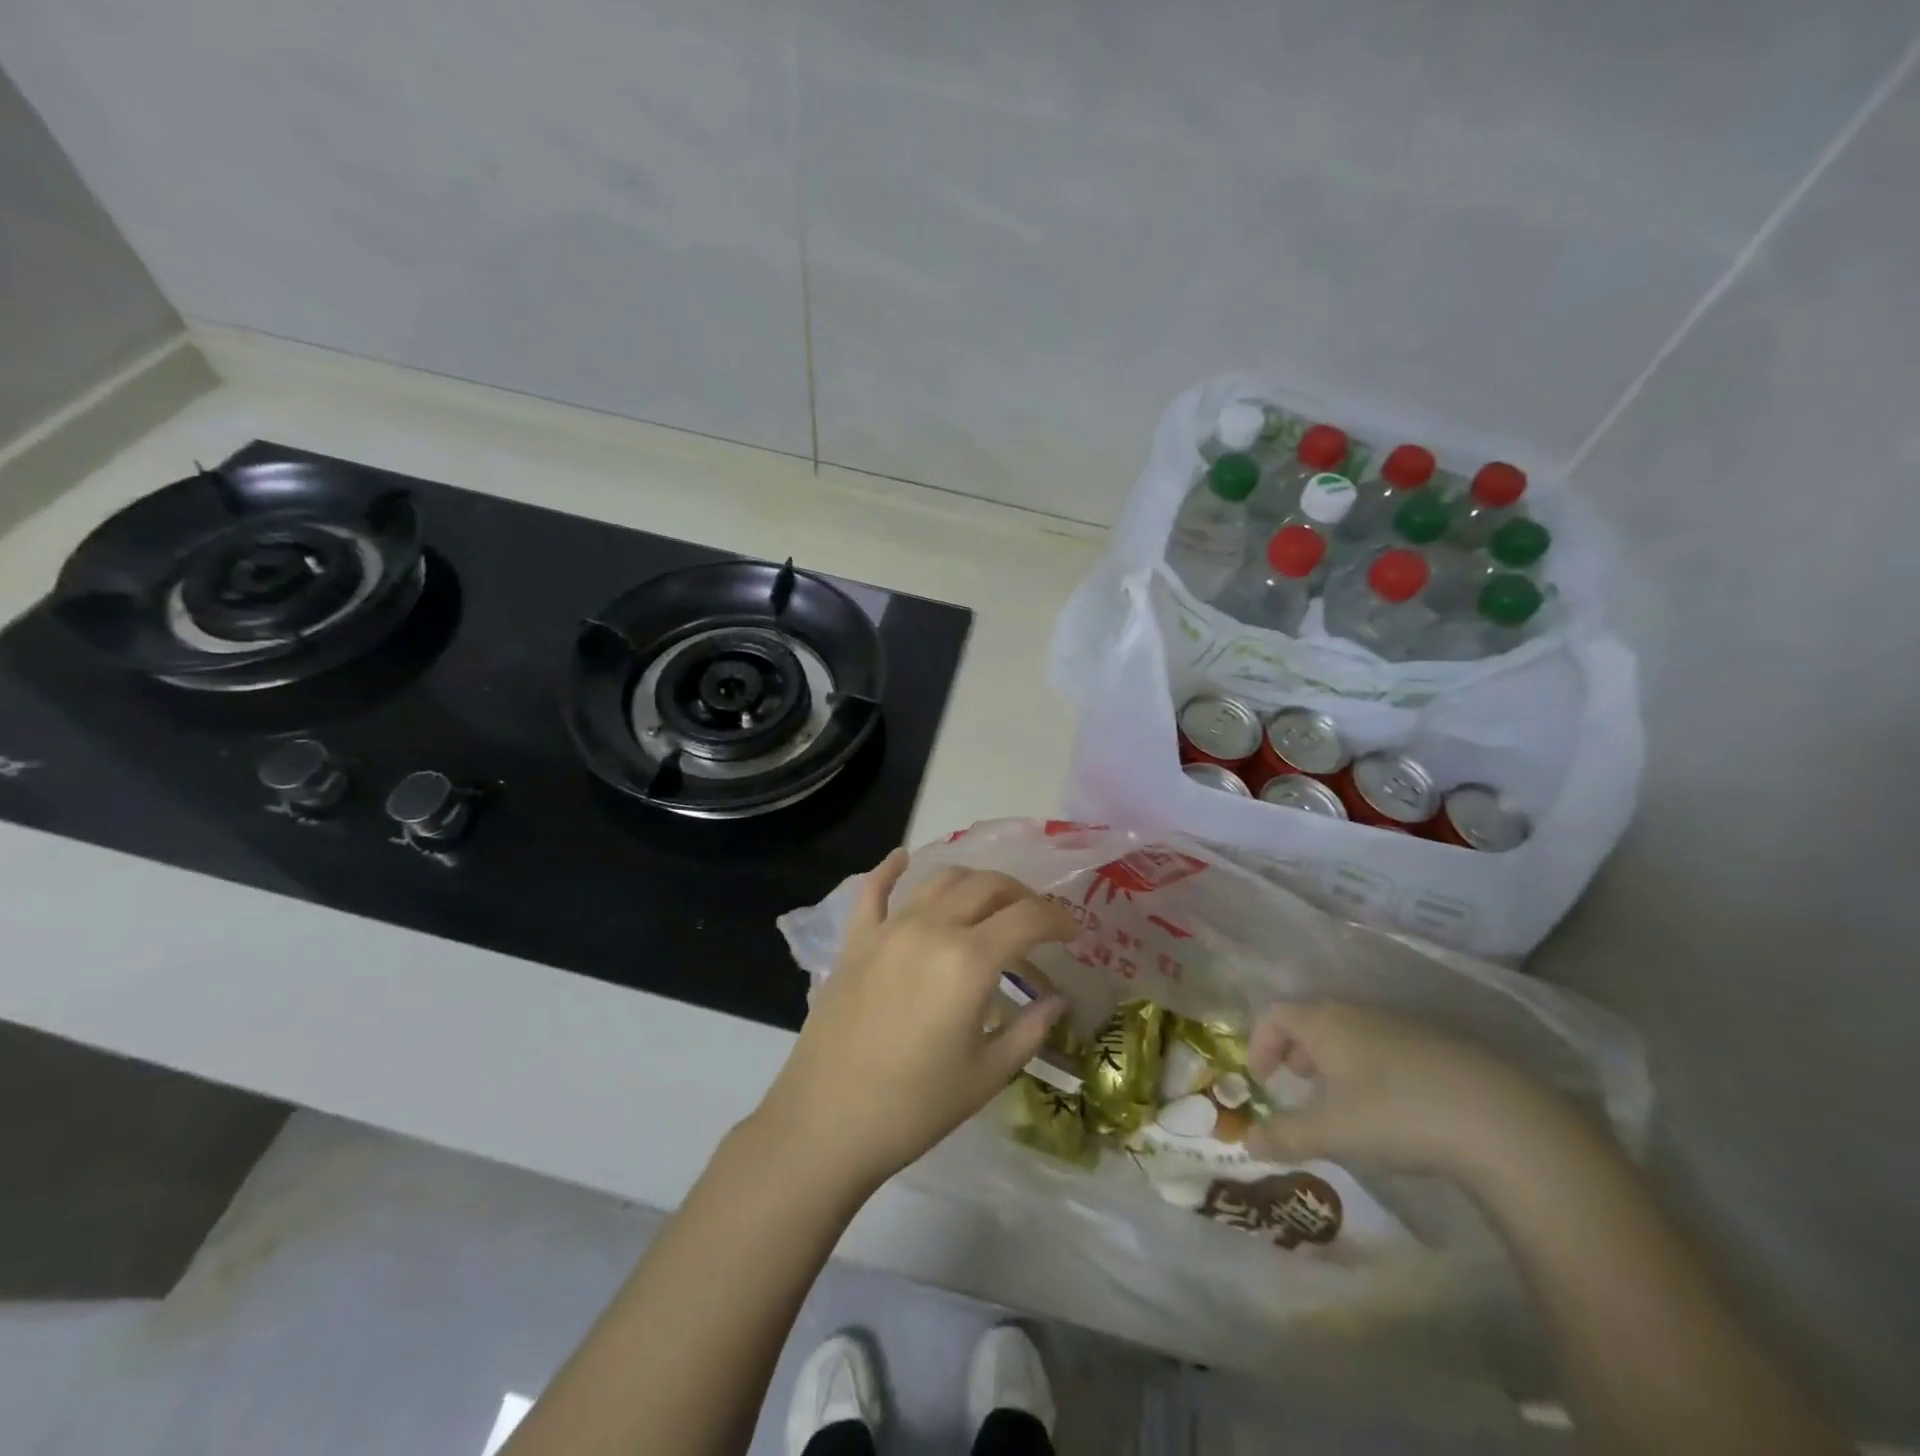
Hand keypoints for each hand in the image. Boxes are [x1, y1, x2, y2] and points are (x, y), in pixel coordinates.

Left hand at [757, 850, 1075, 1190]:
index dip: (1058, 918)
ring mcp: (888, 929)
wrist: (826, 1123)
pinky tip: (902, 858)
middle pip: (986, 886)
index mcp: (969, 961)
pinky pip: (873, 890)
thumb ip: (1029, 1030)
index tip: (1073, 932)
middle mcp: (931, 928)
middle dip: (1020, 895)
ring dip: (973, 882)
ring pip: (939, 879)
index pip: (1028, 917)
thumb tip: (1056, 1000)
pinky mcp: (856, 940)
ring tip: (988, 902)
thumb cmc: (914, 1107)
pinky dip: (891, 869)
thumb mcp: (986, 1075)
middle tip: (1035, 920)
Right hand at [1245, 1001, 1577, 1183]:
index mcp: (1324, 1022)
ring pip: (1351, 1033)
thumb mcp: (1333, 1132)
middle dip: (1297, 1052)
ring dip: (1335, 1061)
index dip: (1259, 1043)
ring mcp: (1401, 1025)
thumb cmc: (1396, 1113)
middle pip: (1312, 1020)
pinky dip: (1372, 1068)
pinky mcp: (1438, 1045)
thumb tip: (1247, 1143)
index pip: (1275, 1014)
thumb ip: (1285, 1135)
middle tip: (1298, 1087)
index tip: (1260, 1080)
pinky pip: (1386, 1046)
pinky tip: (1393, 1108)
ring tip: (1344, 1103)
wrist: (1500, 1118)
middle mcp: (1357, 1012)